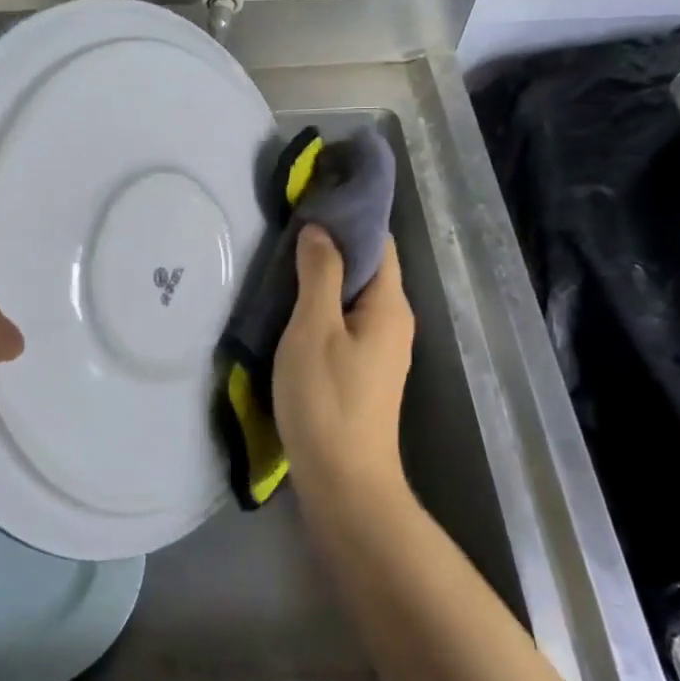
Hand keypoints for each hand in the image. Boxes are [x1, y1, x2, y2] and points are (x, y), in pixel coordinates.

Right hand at [272, 225, 415, 499]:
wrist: (345, 482)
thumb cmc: (327, 399)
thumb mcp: (313, 329)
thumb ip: (319, 274)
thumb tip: (320, 229)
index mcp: (389, 305)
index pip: (379, 242)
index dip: (350, 217)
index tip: (312, 199)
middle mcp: (394, 321)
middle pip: (368, 267)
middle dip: (333, 244)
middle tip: (289, 228)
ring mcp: (381, 349)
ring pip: (354, 296)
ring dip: (325, 276)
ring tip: (285, 261)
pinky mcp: (365, 370)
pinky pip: (347, 321)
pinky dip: (324, 305)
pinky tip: (293, 307)